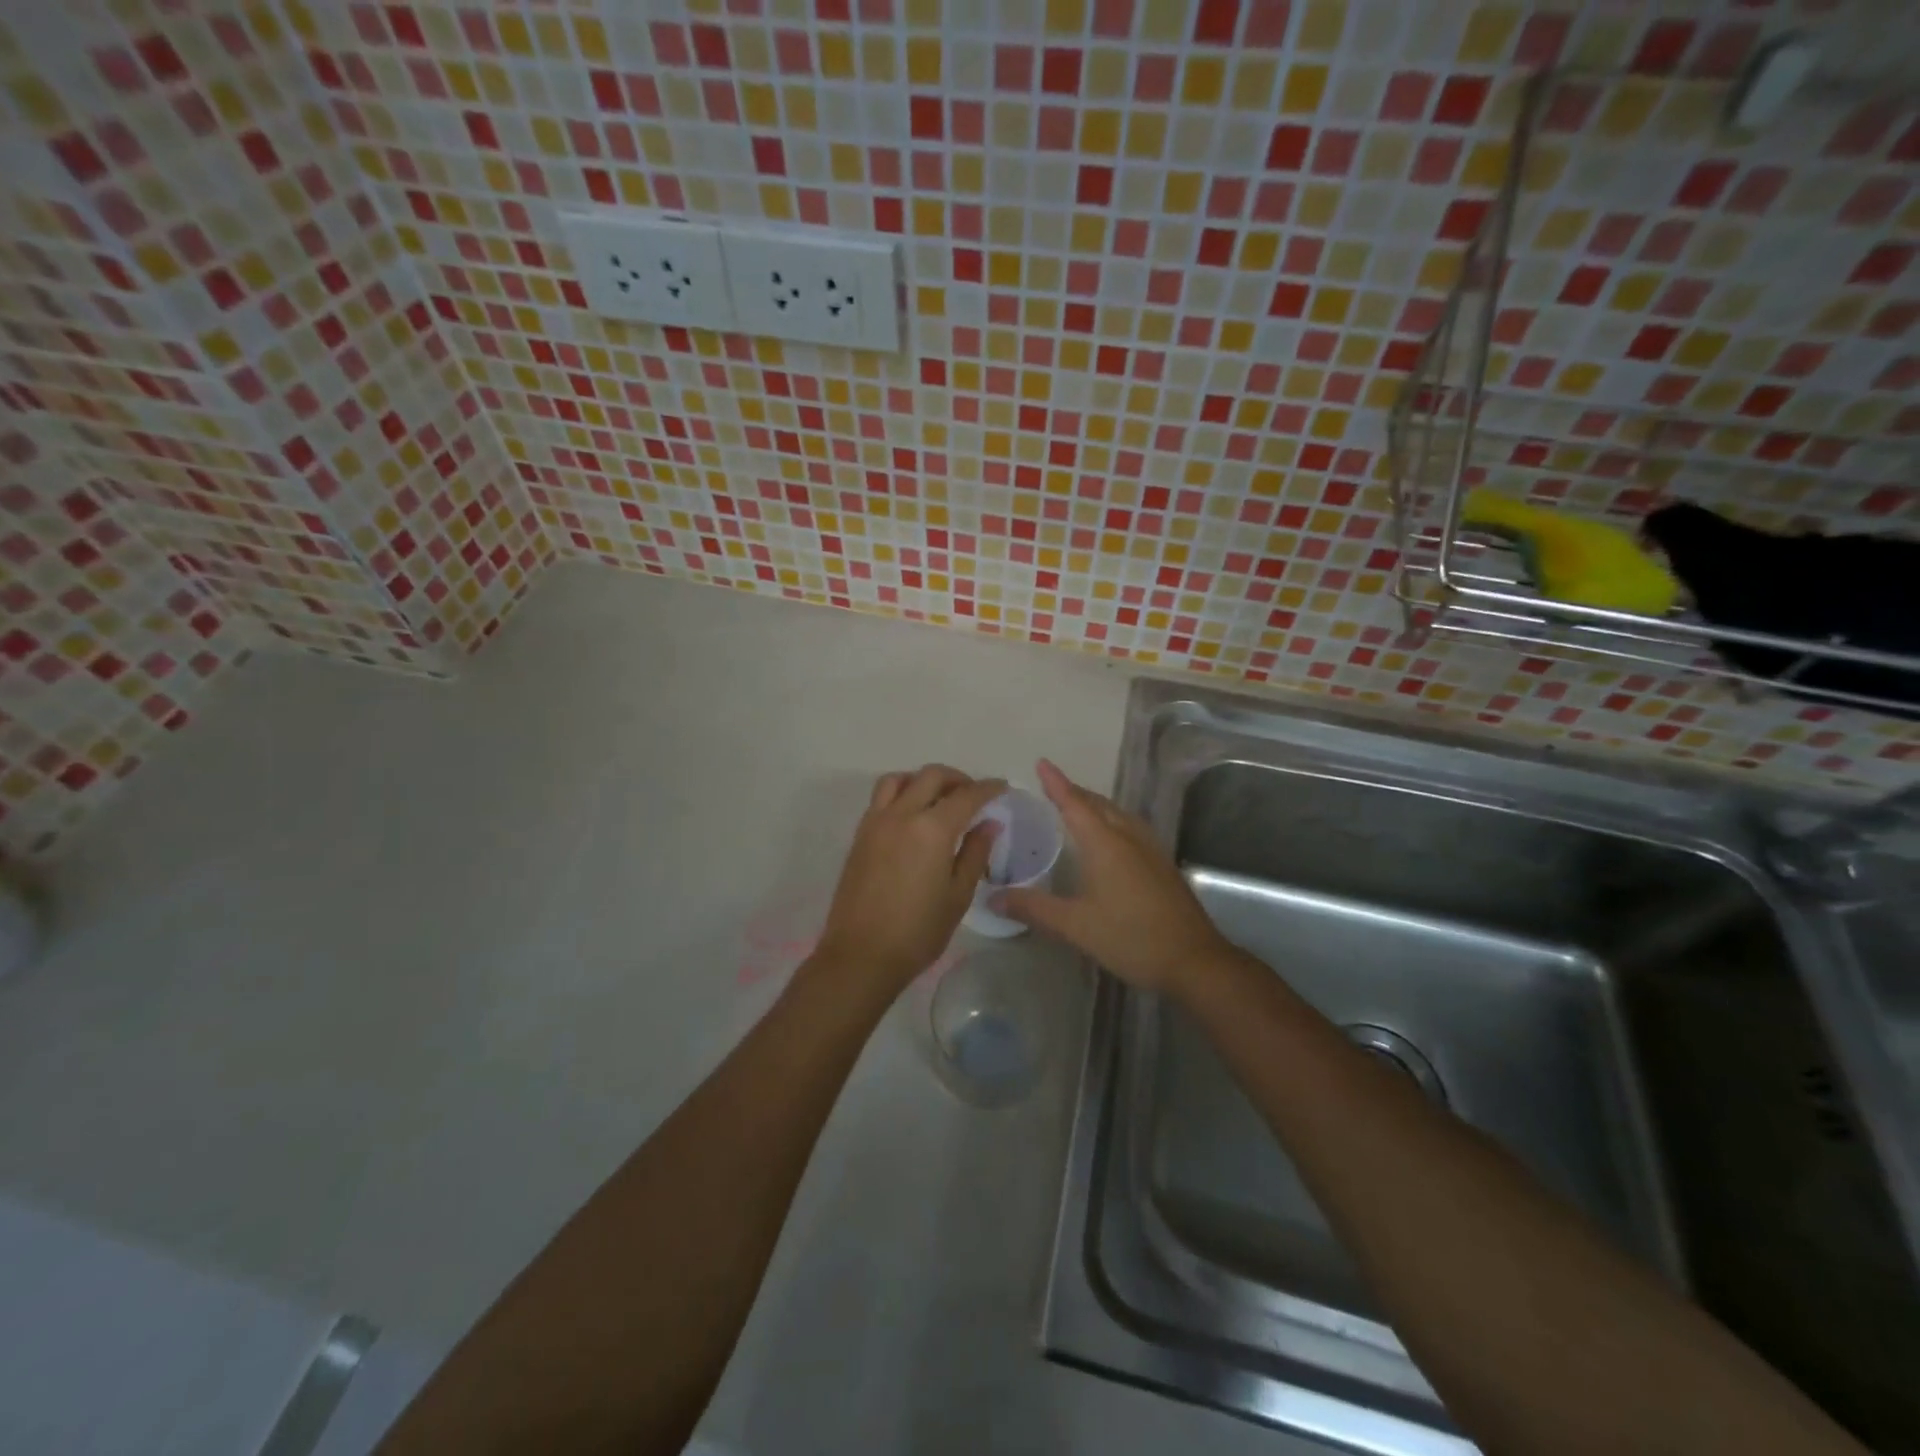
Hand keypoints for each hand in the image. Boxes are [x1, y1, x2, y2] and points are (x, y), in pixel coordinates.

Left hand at [813, 765, 1005, 993]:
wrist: (861, 955)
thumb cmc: (918, 932)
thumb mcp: (957, 895)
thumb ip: (975, 853)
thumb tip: (989, 823)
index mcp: (932, 829)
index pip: (966, 795)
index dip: (988, 788)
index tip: (1002, 787)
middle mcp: (902, 815)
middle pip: (931, 776)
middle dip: (957, 779)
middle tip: (973, 794)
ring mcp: (876, 822)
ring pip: (899, 779)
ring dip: (922, 780)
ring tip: (938, 799)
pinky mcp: (860, 835)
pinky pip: (881, 798)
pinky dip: (901, 793)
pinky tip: (912, 817)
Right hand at [996, 759, 1229, 994]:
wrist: (1193, 960)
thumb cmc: (1130, 937)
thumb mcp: (1075, 925)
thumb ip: (1034, 907)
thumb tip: (993, 897)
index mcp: (1105, 843)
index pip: (1074, 803)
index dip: (1056, 783)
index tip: (1042, 763)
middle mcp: (1129, 837)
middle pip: (1099, 804)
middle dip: (1075, 792)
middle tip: (1052, 788)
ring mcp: (1150, 850)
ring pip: (1118, 815)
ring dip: (1096, 805)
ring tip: (1077, 808)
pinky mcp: (1162, 865)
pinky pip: (1131, 828)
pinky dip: (1112, 821)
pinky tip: (1109, 839)